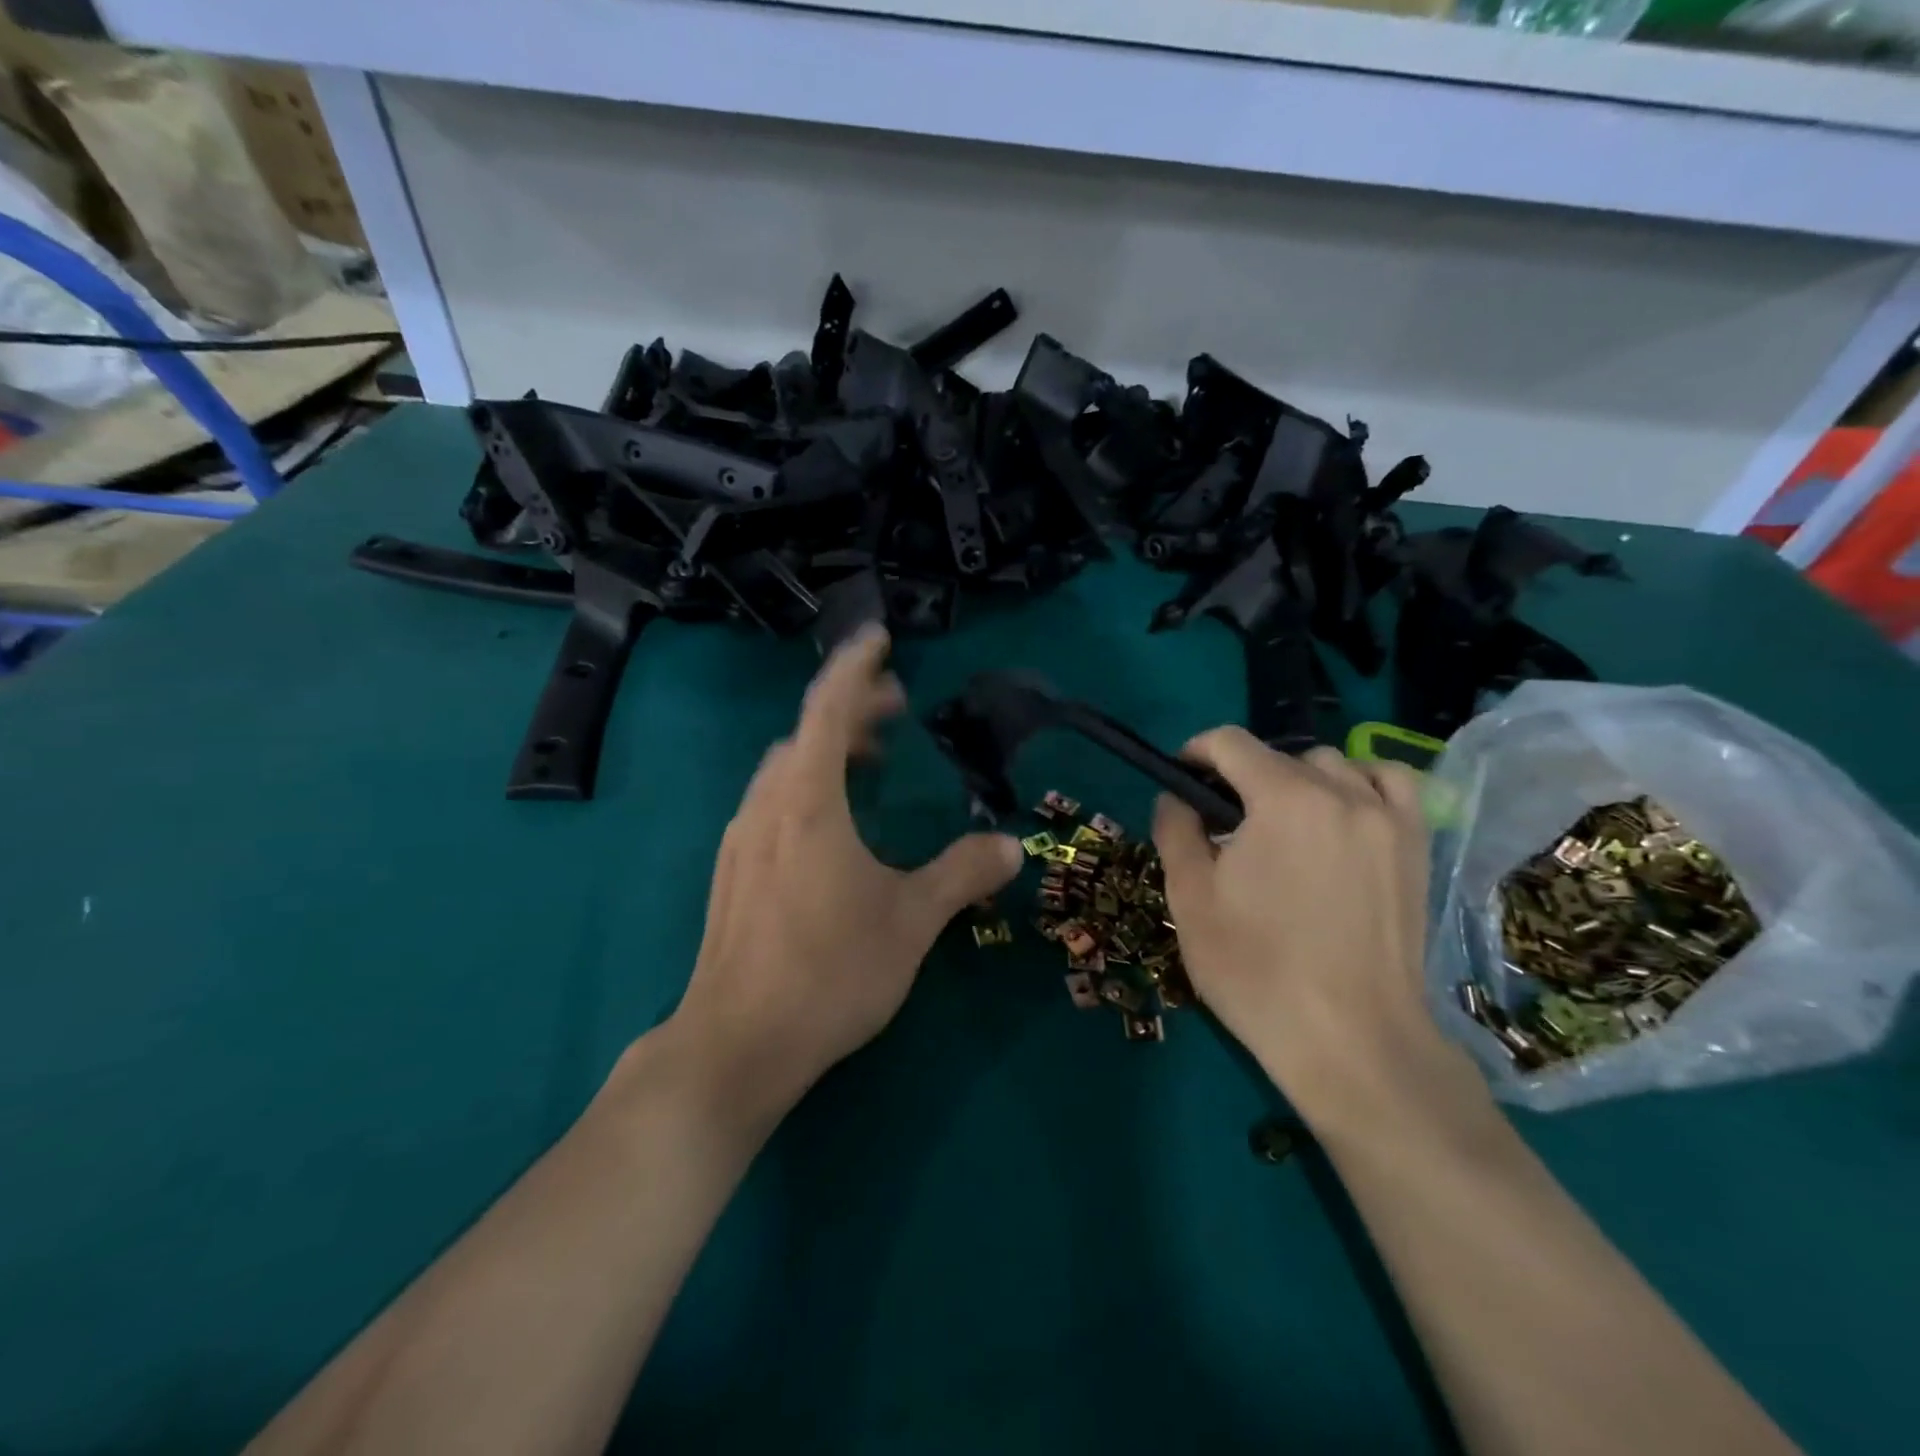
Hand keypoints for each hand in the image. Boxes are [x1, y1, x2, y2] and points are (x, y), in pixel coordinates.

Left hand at [667, 625, 1022, 1119]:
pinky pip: (772, 802)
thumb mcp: (911, 920)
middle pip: (805, 733)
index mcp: (808, 802)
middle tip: (897, 708)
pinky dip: (806, 786)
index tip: (879, 639)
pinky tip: (832, 824)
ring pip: (784, 769)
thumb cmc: (829, 972)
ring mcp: (742, 840)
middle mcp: (766, 807)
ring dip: (827, 749)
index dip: (855, 668)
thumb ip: (962, 875)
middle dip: (851, 710)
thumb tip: (1010, 846)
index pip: (827, 709)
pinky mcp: (733, 873)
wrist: (738, 1043)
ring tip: (872, 761)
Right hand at [1153, 732, 1478, 1134]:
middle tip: (1224, 825)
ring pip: (1334, 765)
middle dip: (1242, 777)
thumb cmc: (1257, 970)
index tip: (1181, 781)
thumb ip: (1176, 830)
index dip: (1195, 753)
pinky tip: (1343, 815)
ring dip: (1298, 780)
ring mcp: (1389, 818)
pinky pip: (1391, 785)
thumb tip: (1177, 797)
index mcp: (1283, 798)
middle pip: (1280, 756)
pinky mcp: (1416, 846)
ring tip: (1283, 824)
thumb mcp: (1190, 899)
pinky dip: (1360, 785)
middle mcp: (1342, 792)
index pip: (1230, 742)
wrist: (1351, 1041)